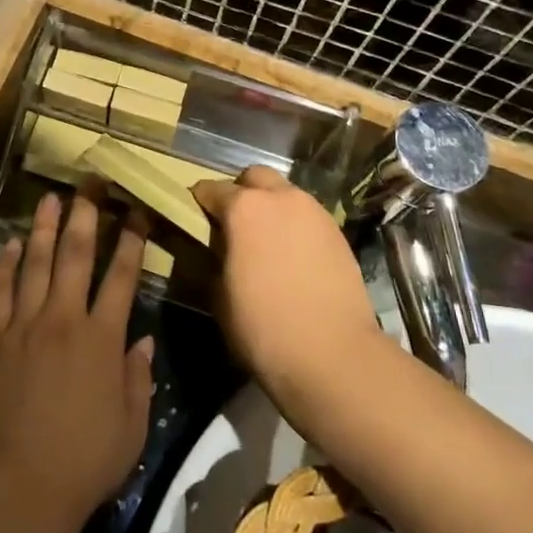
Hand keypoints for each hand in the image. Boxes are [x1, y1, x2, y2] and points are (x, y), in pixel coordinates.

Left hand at [0, 189, 154, 532]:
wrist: (20, 487)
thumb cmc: (84, 462)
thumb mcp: (131, 427)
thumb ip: (138, 378)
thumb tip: (143, 339)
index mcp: (102, 339)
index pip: (122, 276)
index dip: (132, 241)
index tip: (136, 212)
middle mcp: (64, 319)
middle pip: (76, 255)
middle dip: (85, 215)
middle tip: (89, 184)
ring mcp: (23, 325)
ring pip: (35, 263)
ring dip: (43, 228)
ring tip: (49, 198)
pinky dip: (2, 264)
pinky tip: (7, 243)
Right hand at [193, 167, 386, 405]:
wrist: (334, 355)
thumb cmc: (264, 327)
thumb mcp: (219, 295)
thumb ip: (214, 259)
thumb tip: (217, 250)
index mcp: (243, 208)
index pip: (210, 189)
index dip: (199, 203)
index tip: (195, 220)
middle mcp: (280, 198)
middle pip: (254, 177)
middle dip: (241, 192)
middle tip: (234, 225)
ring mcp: (314, 212)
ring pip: (285, 193)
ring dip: (271, 207)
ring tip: (266, 242)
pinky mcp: (338, 232)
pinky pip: (307, 216)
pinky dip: (295, 226)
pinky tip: (292, 257)